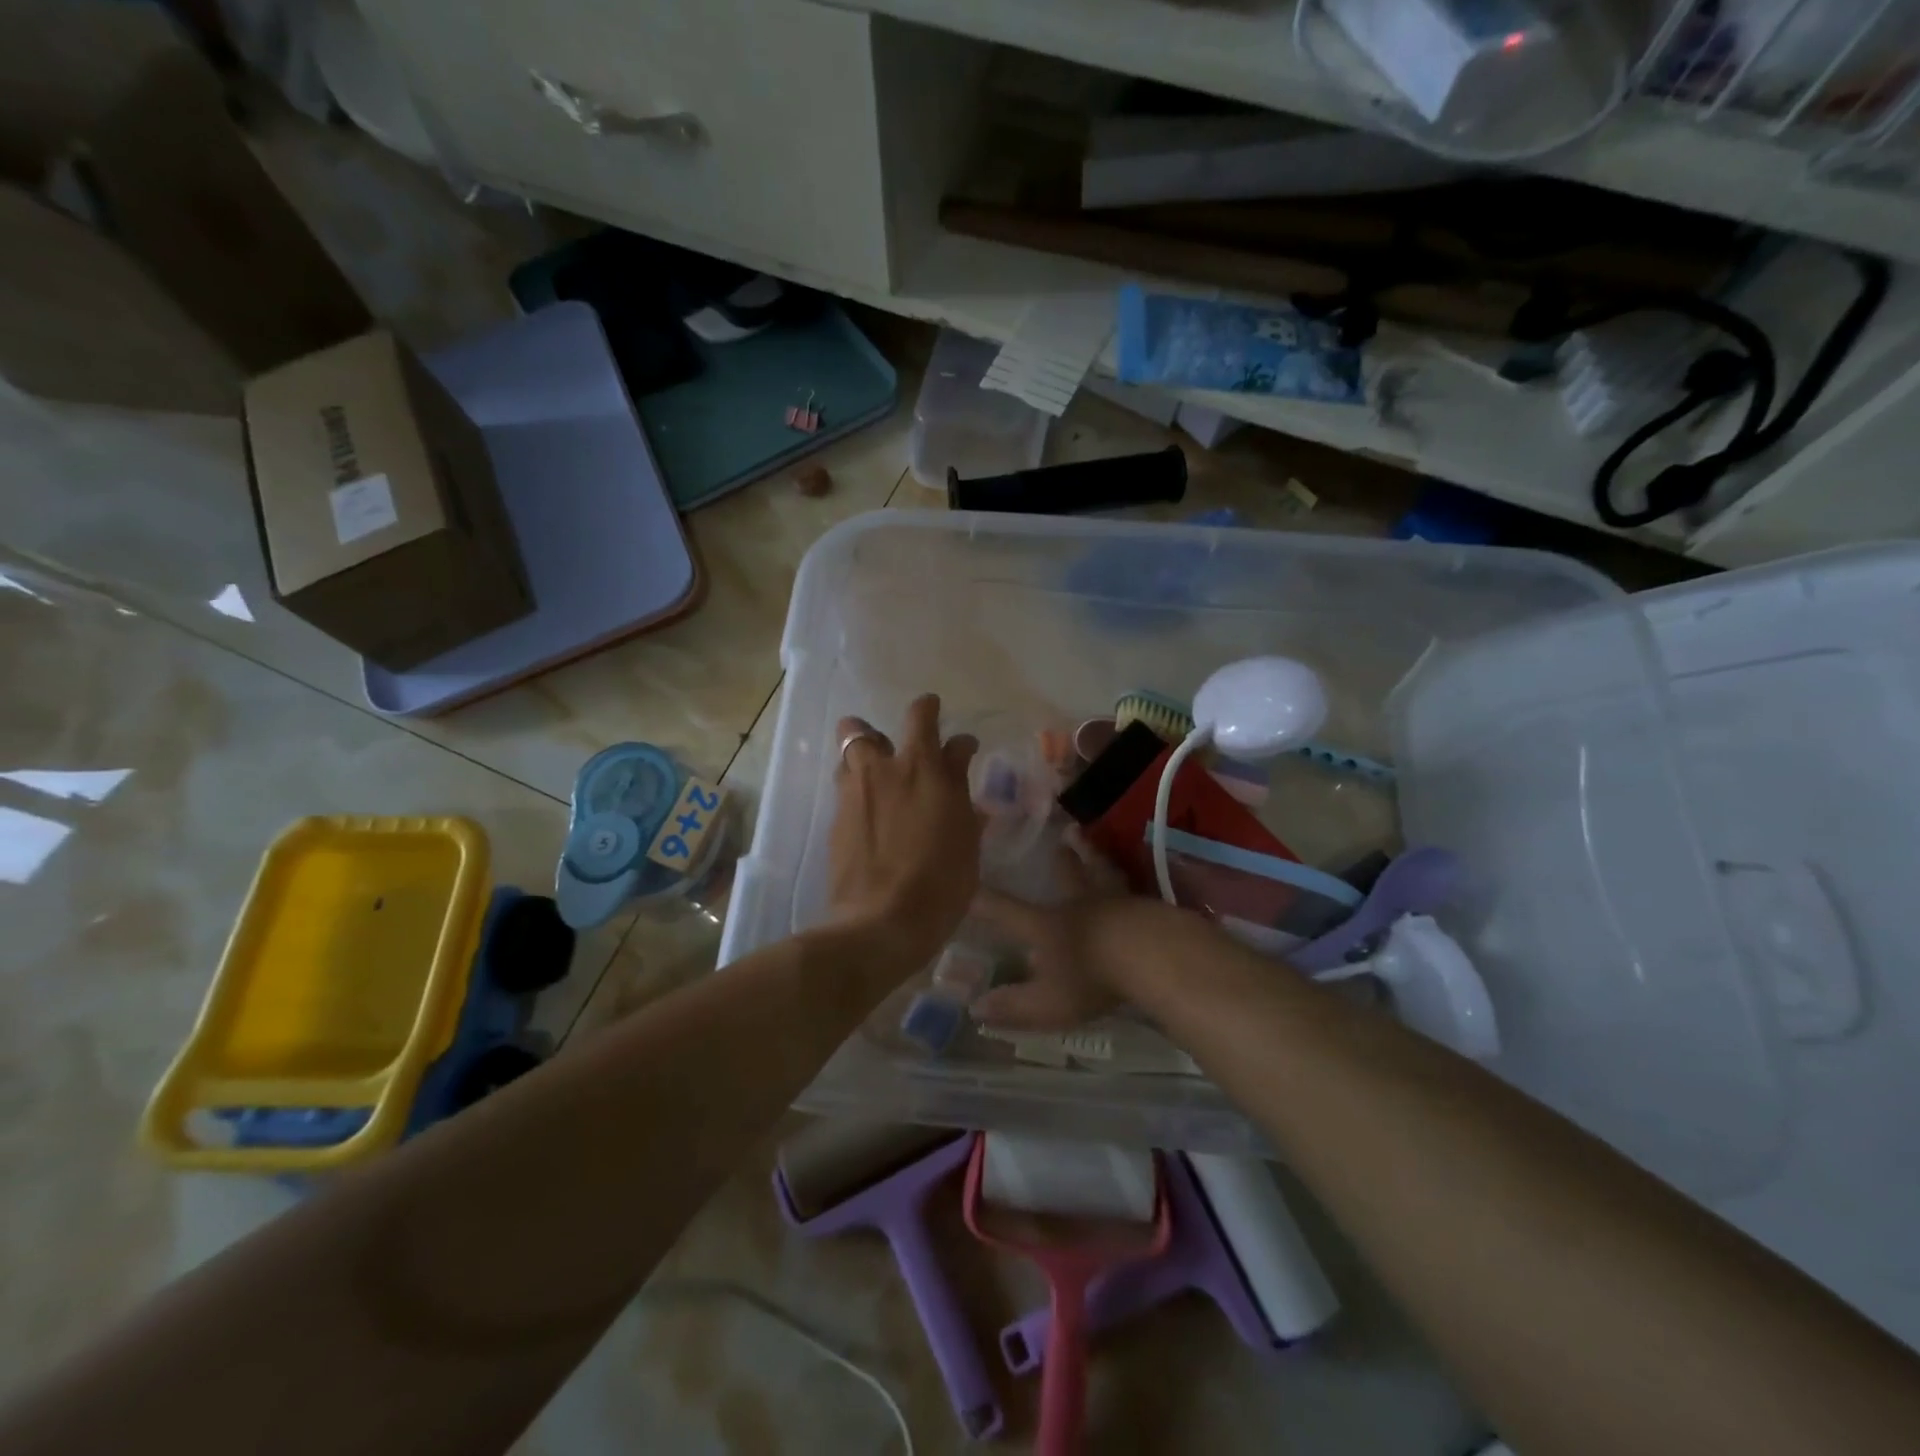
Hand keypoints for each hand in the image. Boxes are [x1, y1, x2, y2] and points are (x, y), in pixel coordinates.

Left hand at [828, 695, 981, 961]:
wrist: (883, 921)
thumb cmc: (941, 880)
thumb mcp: (966, 835)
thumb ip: (959, 789)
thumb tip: (958, 757)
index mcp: (921, 767)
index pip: (922, 716)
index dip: (933, 712)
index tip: (946, 729)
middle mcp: (880, 771)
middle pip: (859, 728)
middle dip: (876, 730)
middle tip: (895, 750)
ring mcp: (851, 796)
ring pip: (844, 759)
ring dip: (860, 761)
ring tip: (878, 783)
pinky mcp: (835, 823)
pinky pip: (843, 791)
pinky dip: (857, 794)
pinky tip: (870, 818)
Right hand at [968, 834, 1199, 1029]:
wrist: (1154, 955)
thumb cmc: (1093, 978)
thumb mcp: (1047, 1003)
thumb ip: (1012, 1006)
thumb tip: (975, 1008)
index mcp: (1048, 926)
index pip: (1006, 910)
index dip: (983, 899)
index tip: (967, 879)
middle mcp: (1079, 905)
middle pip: (1066, 876)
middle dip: (1060, 858)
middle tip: (1060, 834)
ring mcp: (1117, 902)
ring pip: (1101, 872)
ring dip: (1092, 855)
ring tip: (1086, 837)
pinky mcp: (1150, 908)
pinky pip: (1132, 889)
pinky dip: (1126, 882)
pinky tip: (1132, 882)